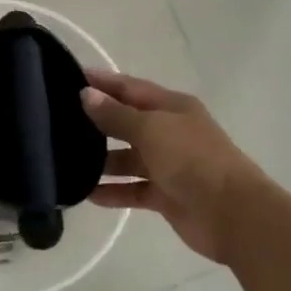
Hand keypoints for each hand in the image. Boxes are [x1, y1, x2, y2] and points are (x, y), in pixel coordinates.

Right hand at [82, 69, 275, 264]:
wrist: (232, 213)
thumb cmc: (192, 159)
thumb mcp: (151, 129)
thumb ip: (116, 115)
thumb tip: (86, 94)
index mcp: (172, 107)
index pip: (130, 87)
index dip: (102, 82)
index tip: (69, 77)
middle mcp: (169, 131)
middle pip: (127, 122)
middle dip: (97, 121)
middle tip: (58, 121)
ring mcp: (168, 165)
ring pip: (127, 158)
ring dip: (101, 161)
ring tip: (65, 161)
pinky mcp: (166, 196)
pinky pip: (133, 190)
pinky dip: (113, 191)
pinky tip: (86, 194)